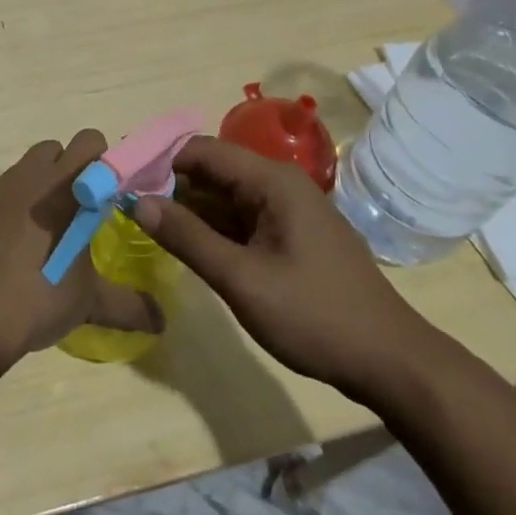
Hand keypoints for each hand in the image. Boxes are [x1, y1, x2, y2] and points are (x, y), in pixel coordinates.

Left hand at [0, 129, 164, 370]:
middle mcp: (27, 175)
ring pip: (19, 171)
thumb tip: (162, 321)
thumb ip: (128, 305)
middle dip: (65, 170)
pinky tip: (0, 249)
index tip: (105, 194)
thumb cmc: (37, 295)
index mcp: (64, 185)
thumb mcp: (88, 303)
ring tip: (36, 235)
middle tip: (72, 213)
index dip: (101, 161)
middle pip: (52, 149)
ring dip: (32, 190)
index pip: (90, 142)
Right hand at [130, 137, 441, 402]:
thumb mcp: (242, 279)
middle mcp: (279, 185)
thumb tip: (137, 201)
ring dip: (189, 208)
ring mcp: (287, 211)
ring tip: (144, 223)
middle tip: (126, 206)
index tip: (123, 180)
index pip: (202, 150)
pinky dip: (212, 228)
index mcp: (271, 180)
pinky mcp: (291, 237)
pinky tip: (186, 244)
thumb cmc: (315, 315)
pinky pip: (241, 219)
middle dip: (170, 185)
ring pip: (225, 196)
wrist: (392, 363)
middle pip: (213, 170)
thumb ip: (188, 237)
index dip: (160, 161)